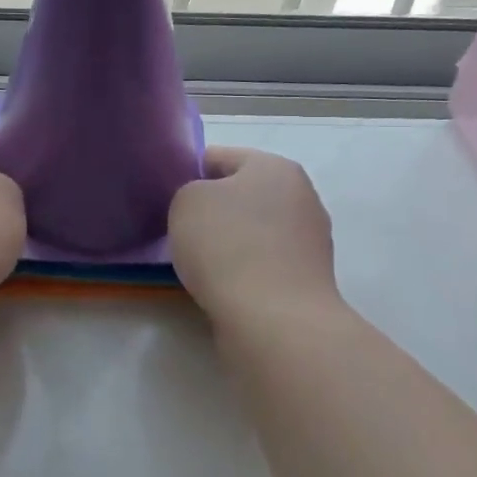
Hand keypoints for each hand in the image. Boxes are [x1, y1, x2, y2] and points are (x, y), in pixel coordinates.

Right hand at [169, 147, 338, 326]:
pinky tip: (221, 284)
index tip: (166, 198)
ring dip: (228, 241)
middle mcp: (301, 196)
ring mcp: (309, 240)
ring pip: (253, 230)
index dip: (188, 173)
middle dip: (212, 209)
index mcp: (275, 166)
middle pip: (241, 194)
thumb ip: (189, 191)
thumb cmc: (227, 246)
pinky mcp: (308, 278)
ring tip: (197, 262)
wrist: (273, 320)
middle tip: (179, 229)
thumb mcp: (186, 201)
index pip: (219, 157)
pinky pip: (263, 262)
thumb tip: (205, 206)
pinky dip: (242, 269)